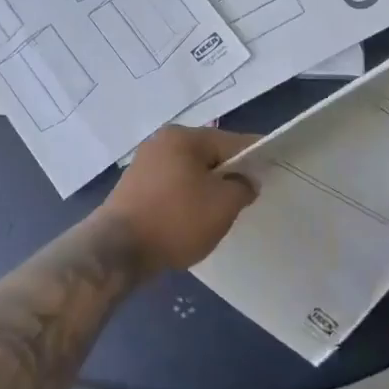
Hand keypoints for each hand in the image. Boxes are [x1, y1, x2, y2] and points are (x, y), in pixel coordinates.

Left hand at [99, 126, 258, 272]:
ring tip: (219, 213)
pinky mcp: (133, 187)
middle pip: (208, 155)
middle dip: (228, 175)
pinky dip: (186, 198)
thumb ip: (242, 187)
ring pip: (189, 172)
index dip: (255, 156)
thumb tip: (245, 181)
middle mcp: (161, 142)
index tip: (272, 171)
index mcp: (184, 137)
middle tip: (245, 199)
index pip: (231, 141)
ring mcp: (144, 164)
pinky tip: (191, 219)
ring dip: (206, 189)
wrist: (116, 251)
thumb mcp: (222, 206)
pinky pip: (172, 186)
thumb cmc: (175, 220)